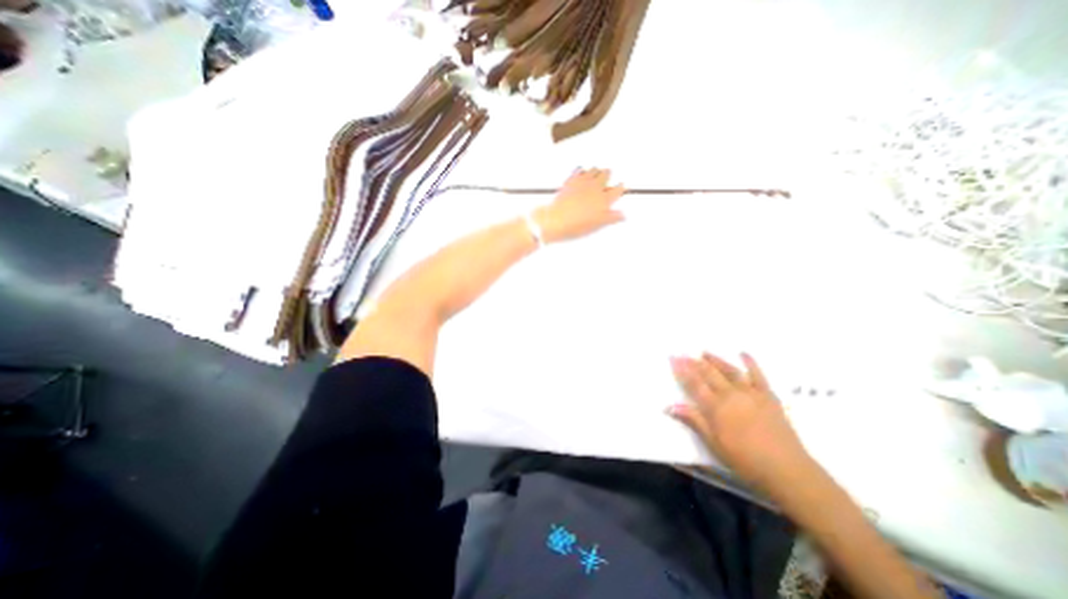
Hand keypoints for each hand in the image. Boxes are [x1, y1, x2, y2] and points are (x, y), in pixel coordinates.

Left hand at [534, 169, 626, 242]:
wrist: (557, 220)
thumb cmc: (577, 224)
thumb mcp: (598, 224)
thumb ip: (611, 218)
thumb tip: (622, 215)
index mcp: (604, 199)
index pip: (617, 190)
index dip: (620, 188)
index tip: (621, 186)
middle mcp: (595, 188)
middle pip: (606, 175)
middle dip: (608, 175)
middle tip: (608, 174)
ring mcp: (582, 183)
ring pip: (593, 170)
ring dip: (596, 170)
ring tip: (597, 171)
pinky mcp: (570, 181)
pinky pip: (578, 171)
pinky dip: (581, 170)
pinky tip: (581, 170)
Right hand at [664, 354, 819, 492]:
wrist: (787, 470)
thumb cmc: (744, 459)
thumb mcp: (714, 443)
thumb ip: (694, 420)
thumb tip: (670, 406)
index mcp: (716, 407)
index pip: (694, 384)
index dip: (683, 371)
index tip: (674, 359)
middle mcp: (731, 395)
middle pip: (709, 374)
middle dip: (694, 363)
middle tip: (683, 354)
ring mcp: (751, 393)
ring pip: (730, 371)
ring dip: (716, 360)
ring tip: (705, 352)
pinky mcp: (768, 396)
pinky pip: (758, 375)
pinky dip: (751, 363)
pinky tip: (744, 354)